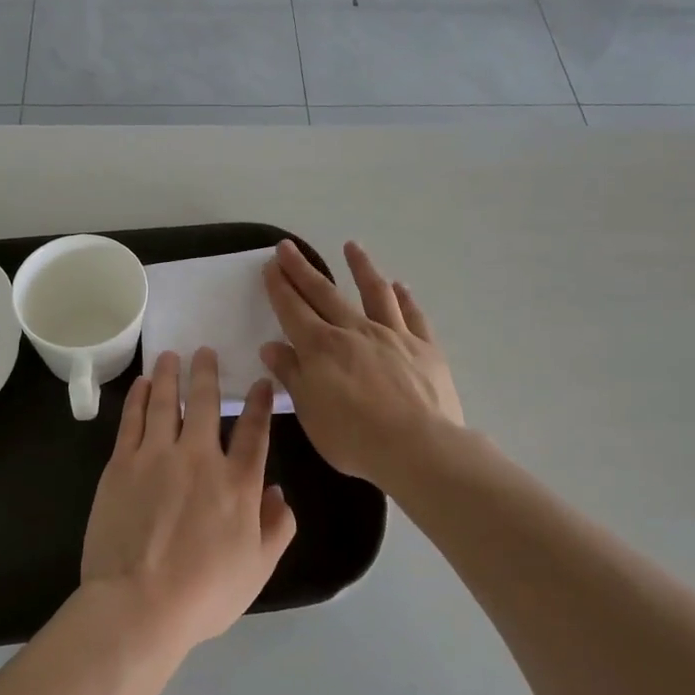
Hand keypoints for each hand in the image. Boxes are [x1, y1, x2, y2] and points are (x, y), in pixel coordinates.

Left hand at [80, 348, 296, 652]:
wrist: (138, 605)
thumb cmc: (204, 594)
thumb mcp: (257, 568)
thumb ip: (277, 527)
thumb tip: (279, 492)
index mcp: (238, 483)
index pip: (254, 431)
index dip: (259, 403)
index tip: (260, 382)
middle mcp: (200, 458)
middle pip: (206, 404)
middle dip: (208, 373)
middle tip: (206, 351)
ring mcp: (157, 456)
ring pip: (167, 402)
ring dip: (171, 375)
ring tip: (171, 355)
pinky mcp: (122, 464)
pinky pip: (132, 420)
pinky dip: (139, 398)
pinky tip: (143, 384)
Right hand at [261, 241, 462, 487]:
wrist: (420, 448)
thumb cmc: (355, 439)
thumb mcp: (310, 414)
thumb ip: (292, 376)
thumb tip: (272, 347)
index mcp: (321, 348)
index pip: (293, 309)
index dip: (279, 286)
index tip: (270, 264)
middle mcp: (354, 331)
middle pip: (324, 292)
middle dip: (302, 269)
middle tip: (288, 247)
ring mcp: (393, 335)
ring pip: (374, 292)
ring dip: (360, 267)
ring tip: (352, 247)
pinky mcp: (424, 347)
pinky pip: (412, 315)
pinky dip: (404, 297)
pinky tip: (399, 286)